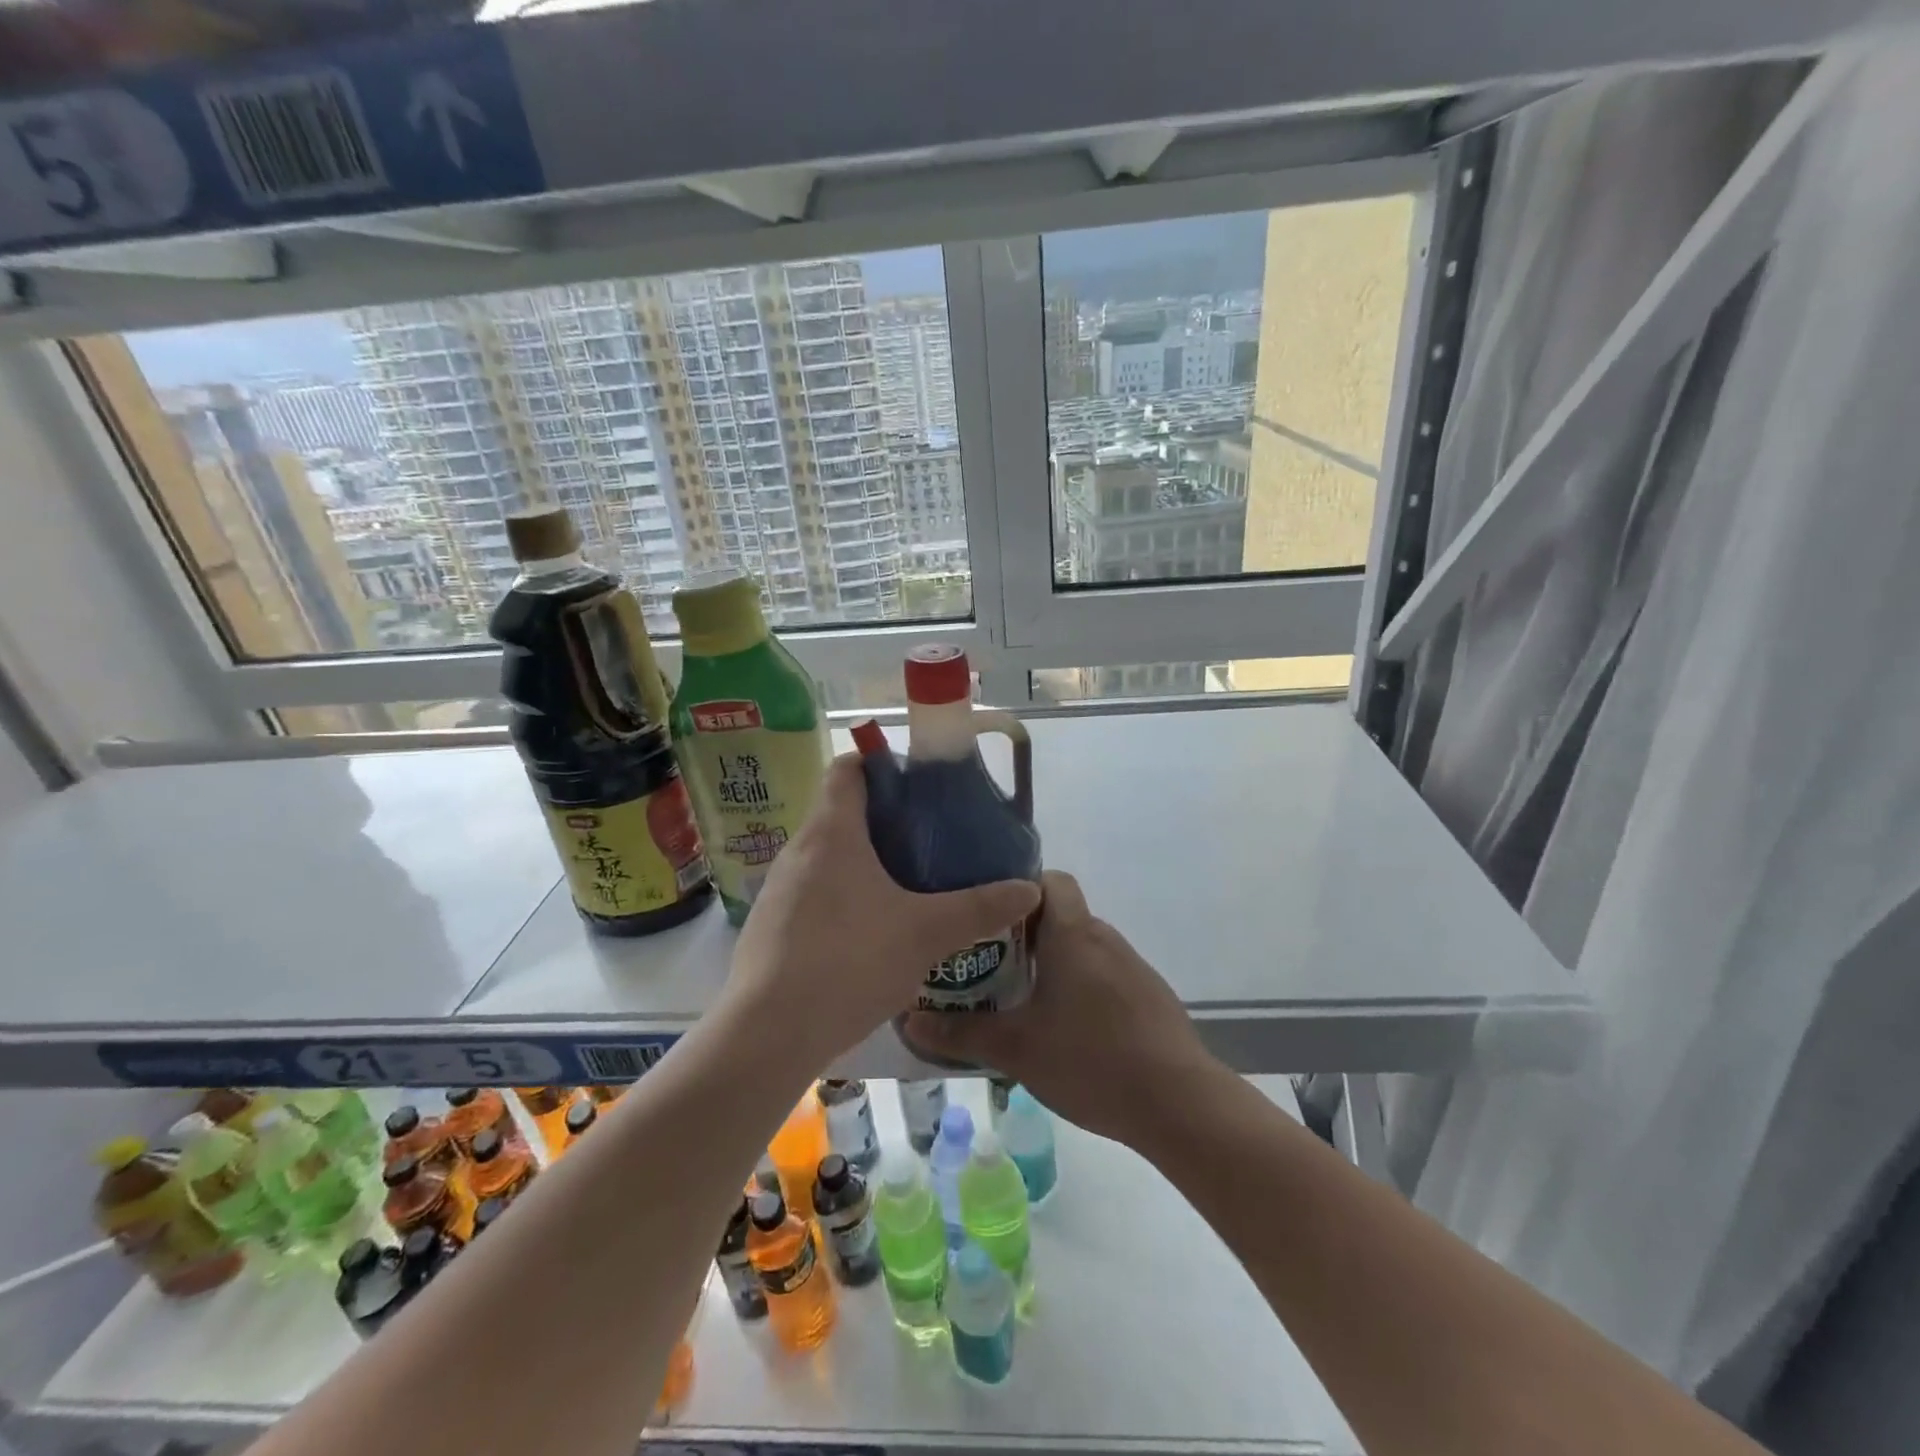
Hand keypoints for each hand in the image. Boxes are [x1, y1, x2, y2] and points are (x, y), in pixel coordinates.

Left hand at [723, 754, 1040, 1067]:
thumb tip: (1030, 890)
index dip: (881, 764)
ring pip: (827, 857)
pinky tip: (870, 932)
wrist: (768, 1034)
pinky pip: (812, 893)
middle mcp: (799, 850)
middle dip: (885, 820)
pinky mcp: (769, 926)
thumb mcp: (925, 933)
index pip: (848, 767)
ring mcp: (778, 890)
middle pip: (841, 812)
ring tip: (907, 886)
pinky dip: (842, 896)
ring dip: (864, 862)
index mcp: (832, 831)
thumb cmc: (849, 961)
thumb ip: (979, 908)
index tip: (919, 786)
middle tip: (930, 840)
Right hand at [905, 870, 1218, 1146]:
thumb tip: (909, 1020)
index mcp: (1072, 933)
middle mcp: (1104, 938)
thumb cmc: (1090, 1060)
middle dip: (1023, 934)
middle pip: (1060, 915)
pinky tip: (1065, 1029)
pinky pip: (1103, 975)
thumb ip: (961, 1032)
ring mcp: (1131, 967)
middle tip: (986, 962)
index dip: (1018, 888)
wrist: (1178, 1103)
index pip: (1050, 879)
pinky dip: (1080, 987)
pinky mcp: (1148, 995)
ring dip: (1052, 964)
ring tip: (1018, 998)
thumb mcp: (1016, 1049)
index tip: (986, 913)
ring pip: (1081, 948)